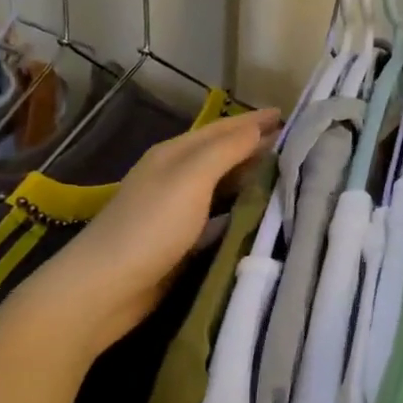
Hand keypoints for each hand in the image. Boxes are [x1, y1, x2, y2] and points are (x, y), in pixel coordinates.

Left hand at [43, 107, 279, 351]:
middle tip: (294, 146)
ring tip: (285, 176)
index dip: (253, 121)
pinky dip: (240, 208)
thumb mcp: (191, 178)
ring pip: (222, 184)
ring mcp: (177, 209)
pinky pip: (219, 214)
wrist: (107, 286)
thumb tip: (258, 128)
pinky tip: (258, 213)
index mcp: (175, 154)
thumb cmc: (151, 226)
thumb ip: (225, 151)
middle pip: (222, 154)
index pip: (222, 129)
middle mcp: (175, 176)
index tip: (288, 116)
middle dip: (255, 146)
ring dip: (250, 177)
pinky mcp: (181, 240)